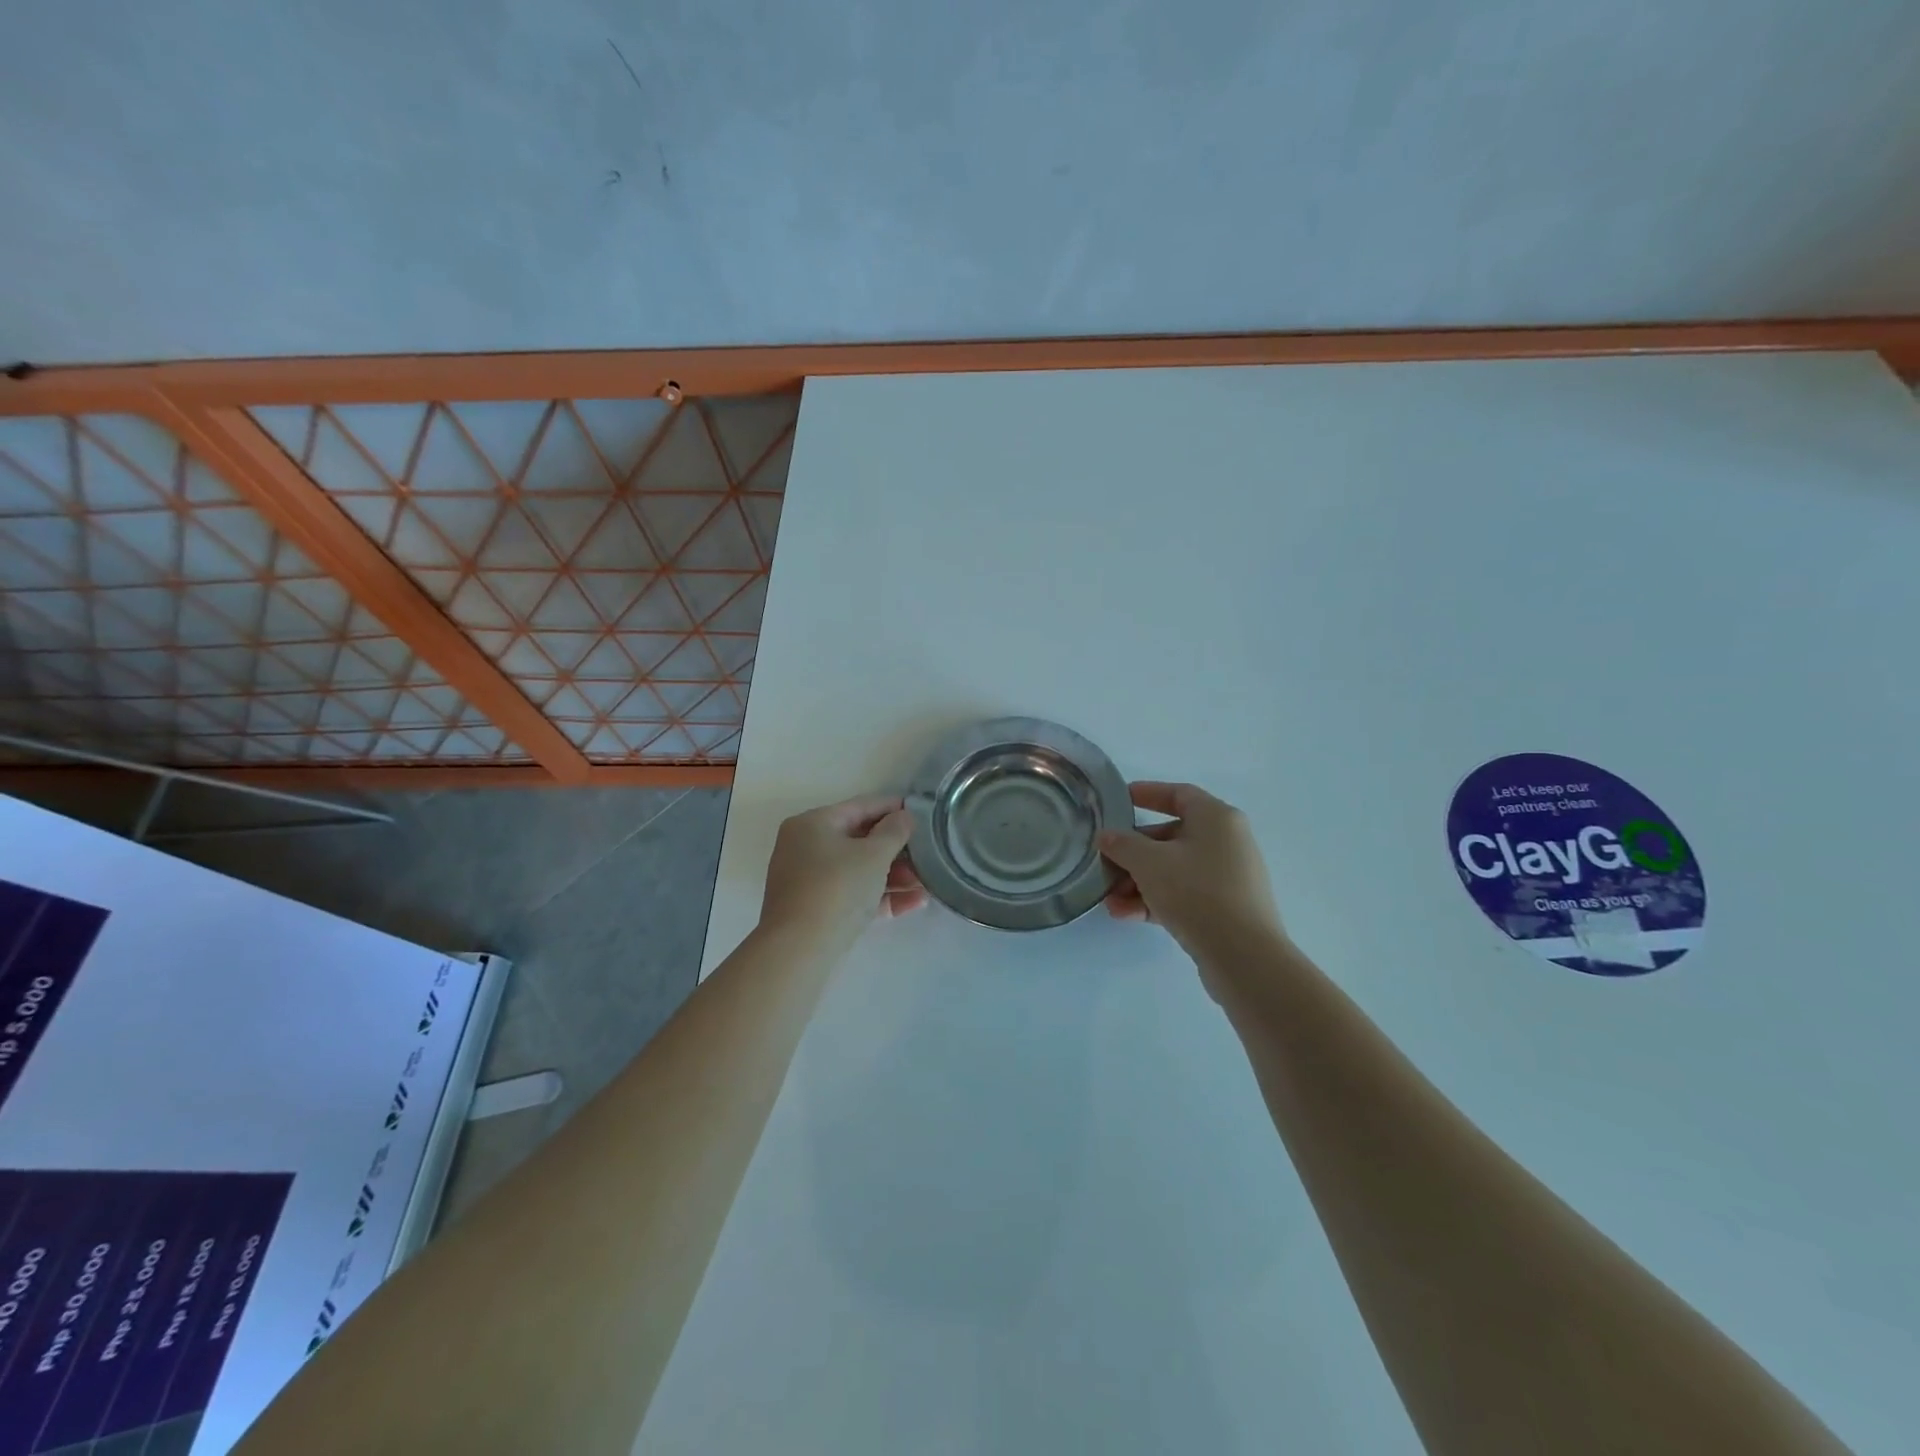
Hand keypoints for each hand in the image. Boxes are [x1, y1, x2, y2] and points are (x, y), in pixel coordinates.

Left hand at [760, 795, 926, 955]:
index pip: (859, 807)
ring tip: (926, 883)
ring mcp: (808, 881)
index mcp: (812, 824)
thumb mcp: (873, 855)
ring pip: (858, 870)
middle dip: (896, 849)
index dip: (892, 807)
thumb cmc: (837, 888)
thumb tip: (904, 816)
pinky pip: (853, 894)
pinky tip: (914, 903)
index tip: (920, 810)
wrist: (800, 949)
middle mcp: (804, 847)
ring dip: (894, 876)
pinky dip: (880, 896)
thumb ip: (894, 831)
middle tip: (927, 852)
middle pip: (859, 841)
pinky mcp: (815, 910)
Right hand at [1099, 782, 1283, 972]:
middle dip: (1133, 852)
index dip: (1147, 793)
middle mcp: (1227, 841)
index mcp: (1217, 818)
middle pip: (1171, 836)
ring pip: (1174, 869)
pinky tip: (1125, 915)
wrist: (1243, 955)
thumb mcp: (1149, 863)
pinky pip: (1183, 894)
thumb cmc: (1196, 892)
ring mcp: (1228, 877)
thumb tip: (1107, 837)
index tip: (1119, 801)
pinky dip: (1155, 900)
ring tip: (1109, 900)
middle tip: (1105, 862)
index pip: (1178, 794)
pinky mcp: (1225, 908)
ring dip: (1138, 881)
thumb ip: (1123, 845)